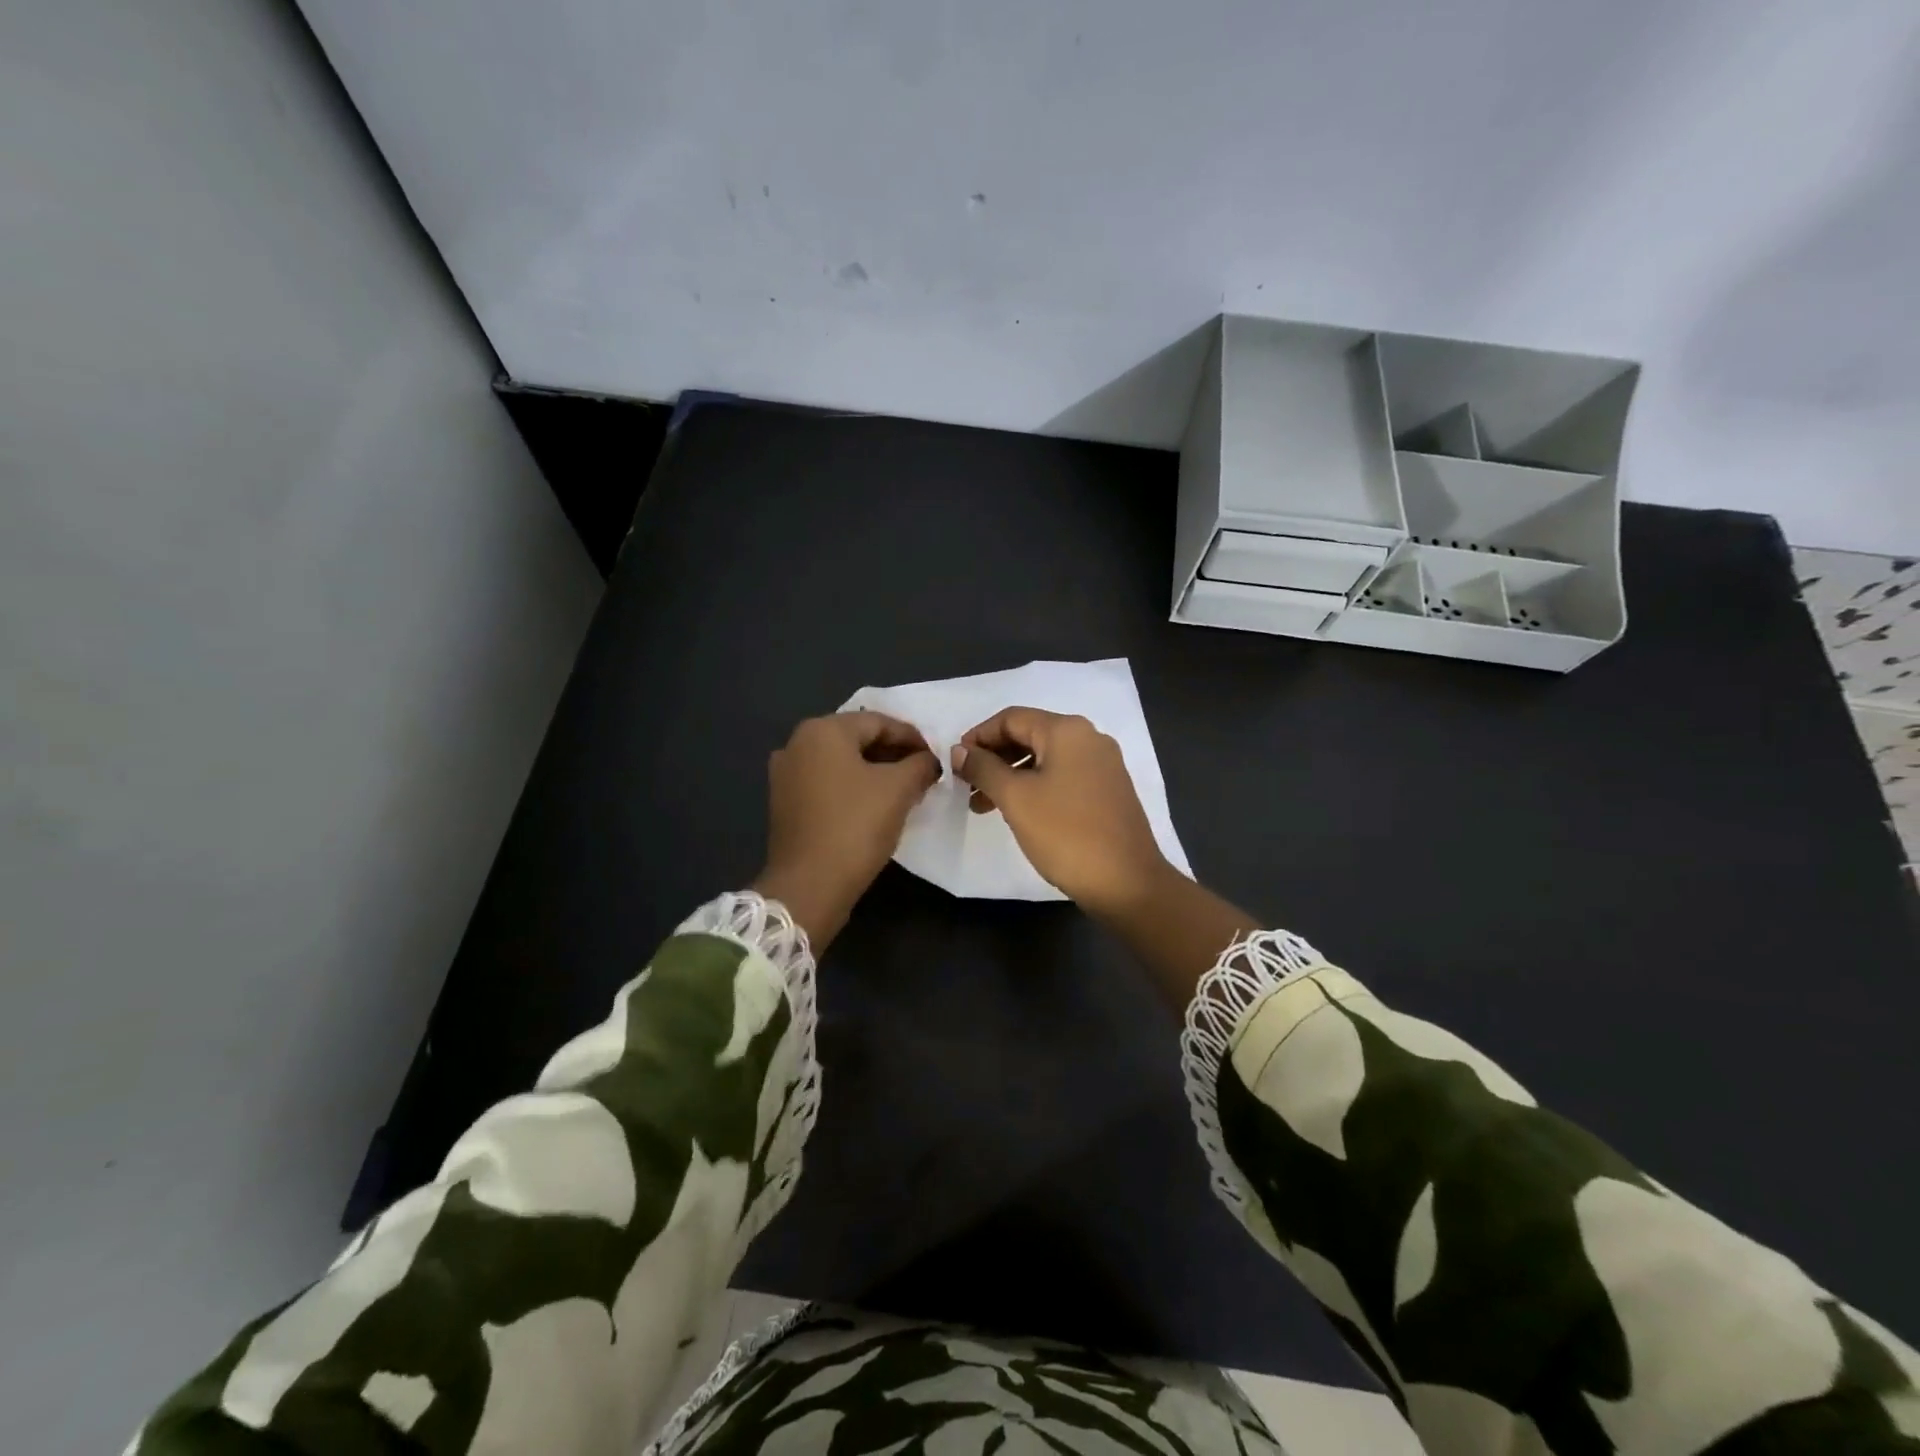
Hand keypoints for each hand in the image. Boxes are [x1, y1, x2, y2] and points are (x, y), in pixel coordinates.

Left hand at [754, 711, 939, 947]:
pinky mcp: (785, 802)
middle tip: (923, 772)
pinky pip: (827, 783)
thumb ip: (920, 765)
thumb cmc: (855, 827)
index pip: (878, 721)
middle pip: (857, 739)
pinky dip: (853, 787)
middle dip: (893, 753)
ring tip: (905, 789)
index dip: (912, 737)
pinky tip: (876, 804)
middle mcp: (797, 743)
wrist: (809, 886)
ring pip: (841, 762)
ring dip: (875, 771)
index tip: (936, 756)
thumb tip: (930, 761)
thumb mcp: (899, 790)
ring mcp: (786, 774)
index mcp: (822, 730)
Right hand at [951, 707, 1173, 914]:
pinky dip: (1035, 787)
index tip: (955, 762)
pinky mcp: (1108, 790)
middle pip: (1029, 735)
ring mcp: (1103, 765)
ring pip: (1044, 759)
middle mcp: (1089, 738)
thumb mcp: (1016, 798)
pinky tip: (1018, 812)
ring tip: (983, 806)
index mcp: (1067, 731)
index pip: (1011, 718)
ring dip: (1010, 776)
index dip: (978, 736)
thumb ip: (984, 768)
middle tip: (966, 786)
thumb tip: (960, 751)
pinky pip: (1062, 776)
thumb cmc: (1066, 834)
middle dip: (993, 758)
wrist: (1127, 882)